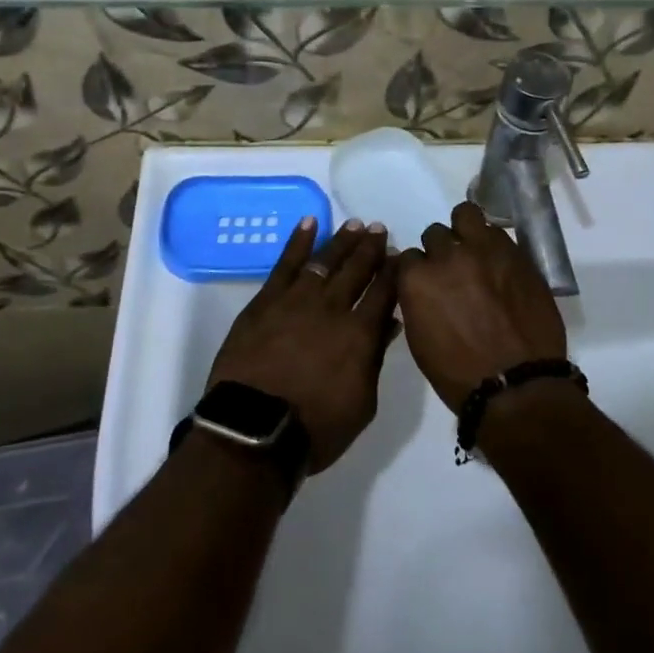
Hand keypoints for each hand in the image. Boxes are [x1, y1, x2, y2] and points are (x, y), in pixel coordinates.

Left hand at [208, 218, 396, 473]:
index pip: (384, 292)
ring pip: (325, 260)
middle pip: (356, 269)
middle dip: (371, 248)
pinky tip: (309, 222)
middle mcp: (332, 307)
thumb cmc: (315, 427)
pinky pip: (286, 263)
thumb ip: (375, 359)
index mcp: (360, 333)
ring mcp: (297, 299)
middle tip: (379, 229)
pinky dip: (299, 240)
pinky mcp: (266, 300)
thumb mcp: (362, 404)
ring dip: (342, 241)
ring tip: (355, 224)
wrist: (253, 429)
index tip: (399, 255)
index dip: (393, 271)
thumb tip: (389, 325)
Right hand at [394, 202, 568, 411]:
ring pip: (466, 215)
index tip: (427, 283)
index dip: (418, 271)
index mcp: (417, 280)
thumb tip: (422, 289)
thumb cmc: (459, 375)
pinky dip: (493, 243)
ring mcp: (484, 250)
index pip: (407, 257)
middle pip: (435, 234)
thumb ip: (417, 302)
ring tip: (475, 250)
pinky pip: (497, 233)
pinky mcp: (515, 253)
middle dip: (441, 250)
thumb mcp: (420, 340)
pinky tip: (498, 262)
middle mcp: (448, 256)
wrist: (517, 386)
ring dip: (466, 231)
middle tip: (453, 271)